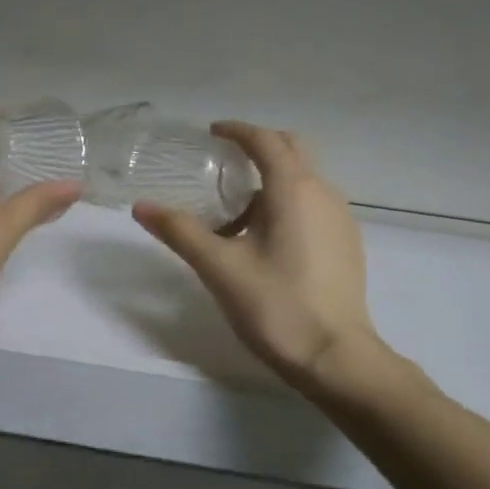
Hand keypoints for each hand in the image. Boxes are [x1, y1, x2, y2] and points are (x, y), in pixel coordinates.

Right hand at [133, 122, 378, 381]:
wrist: (334, 356)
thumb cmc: (275, 306)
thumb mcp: (219, 267)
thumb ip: (180, 231)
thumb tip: (142, 207)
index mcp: (293, 189)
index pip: (266, 140)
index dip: (238, 131)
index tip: (212, 132)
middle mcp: (324, 192)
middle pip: (292, 150)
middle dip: (259, 147)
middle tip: (224, 163)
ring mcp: (341, 218)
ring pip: (305, 179)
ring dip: (272, 180)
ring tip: (237, 212)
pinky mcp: (348, 242)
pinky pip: (315, 204)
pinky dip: (288, 202)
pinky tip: (267, 239)